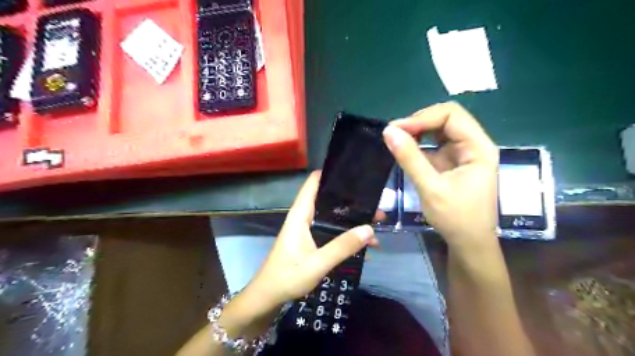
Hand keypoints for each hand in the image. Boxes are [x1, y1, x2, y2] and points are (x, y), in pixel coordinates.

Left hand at [245, 173, 378, 314]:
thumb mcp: (318, 263)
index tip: (353, 172)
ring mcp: (308, 230)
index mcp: (301, 215)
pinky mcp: (312, 241)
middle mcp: (304, 217)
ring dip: (353, 220)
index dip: (330, 173)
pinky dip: (347, 235)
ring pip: (333, 217)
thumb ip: (342, 246)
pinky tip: (365, 244)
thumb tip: (369, 228)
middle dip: (351, 201)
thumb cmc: (288, 276)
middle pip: (329, 200)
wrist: (269, 297)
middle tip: (376, 203)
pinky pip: (332, 232)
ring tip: (377, 223)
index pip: (313, 183)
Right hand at [382, 101, 501, 252]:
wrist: (469, 244)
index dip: (422, 117)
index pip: (452, 115)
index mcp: (479, 147)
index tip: (397, 129)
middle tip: (394, 133)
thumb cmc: (456, 219)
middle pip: (446, 118)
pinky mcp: (453, 162)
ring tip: (397, 139)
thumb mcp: (430, 188)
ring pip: (440, 129)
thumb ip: (410, 158)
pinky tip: (405, 149)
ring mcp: (464, 153)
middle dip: (419, 122)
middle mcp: (474, 144)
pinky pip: (435, 144)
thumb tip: (388, 131)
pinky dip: (419, 143)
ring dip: (418, 131)